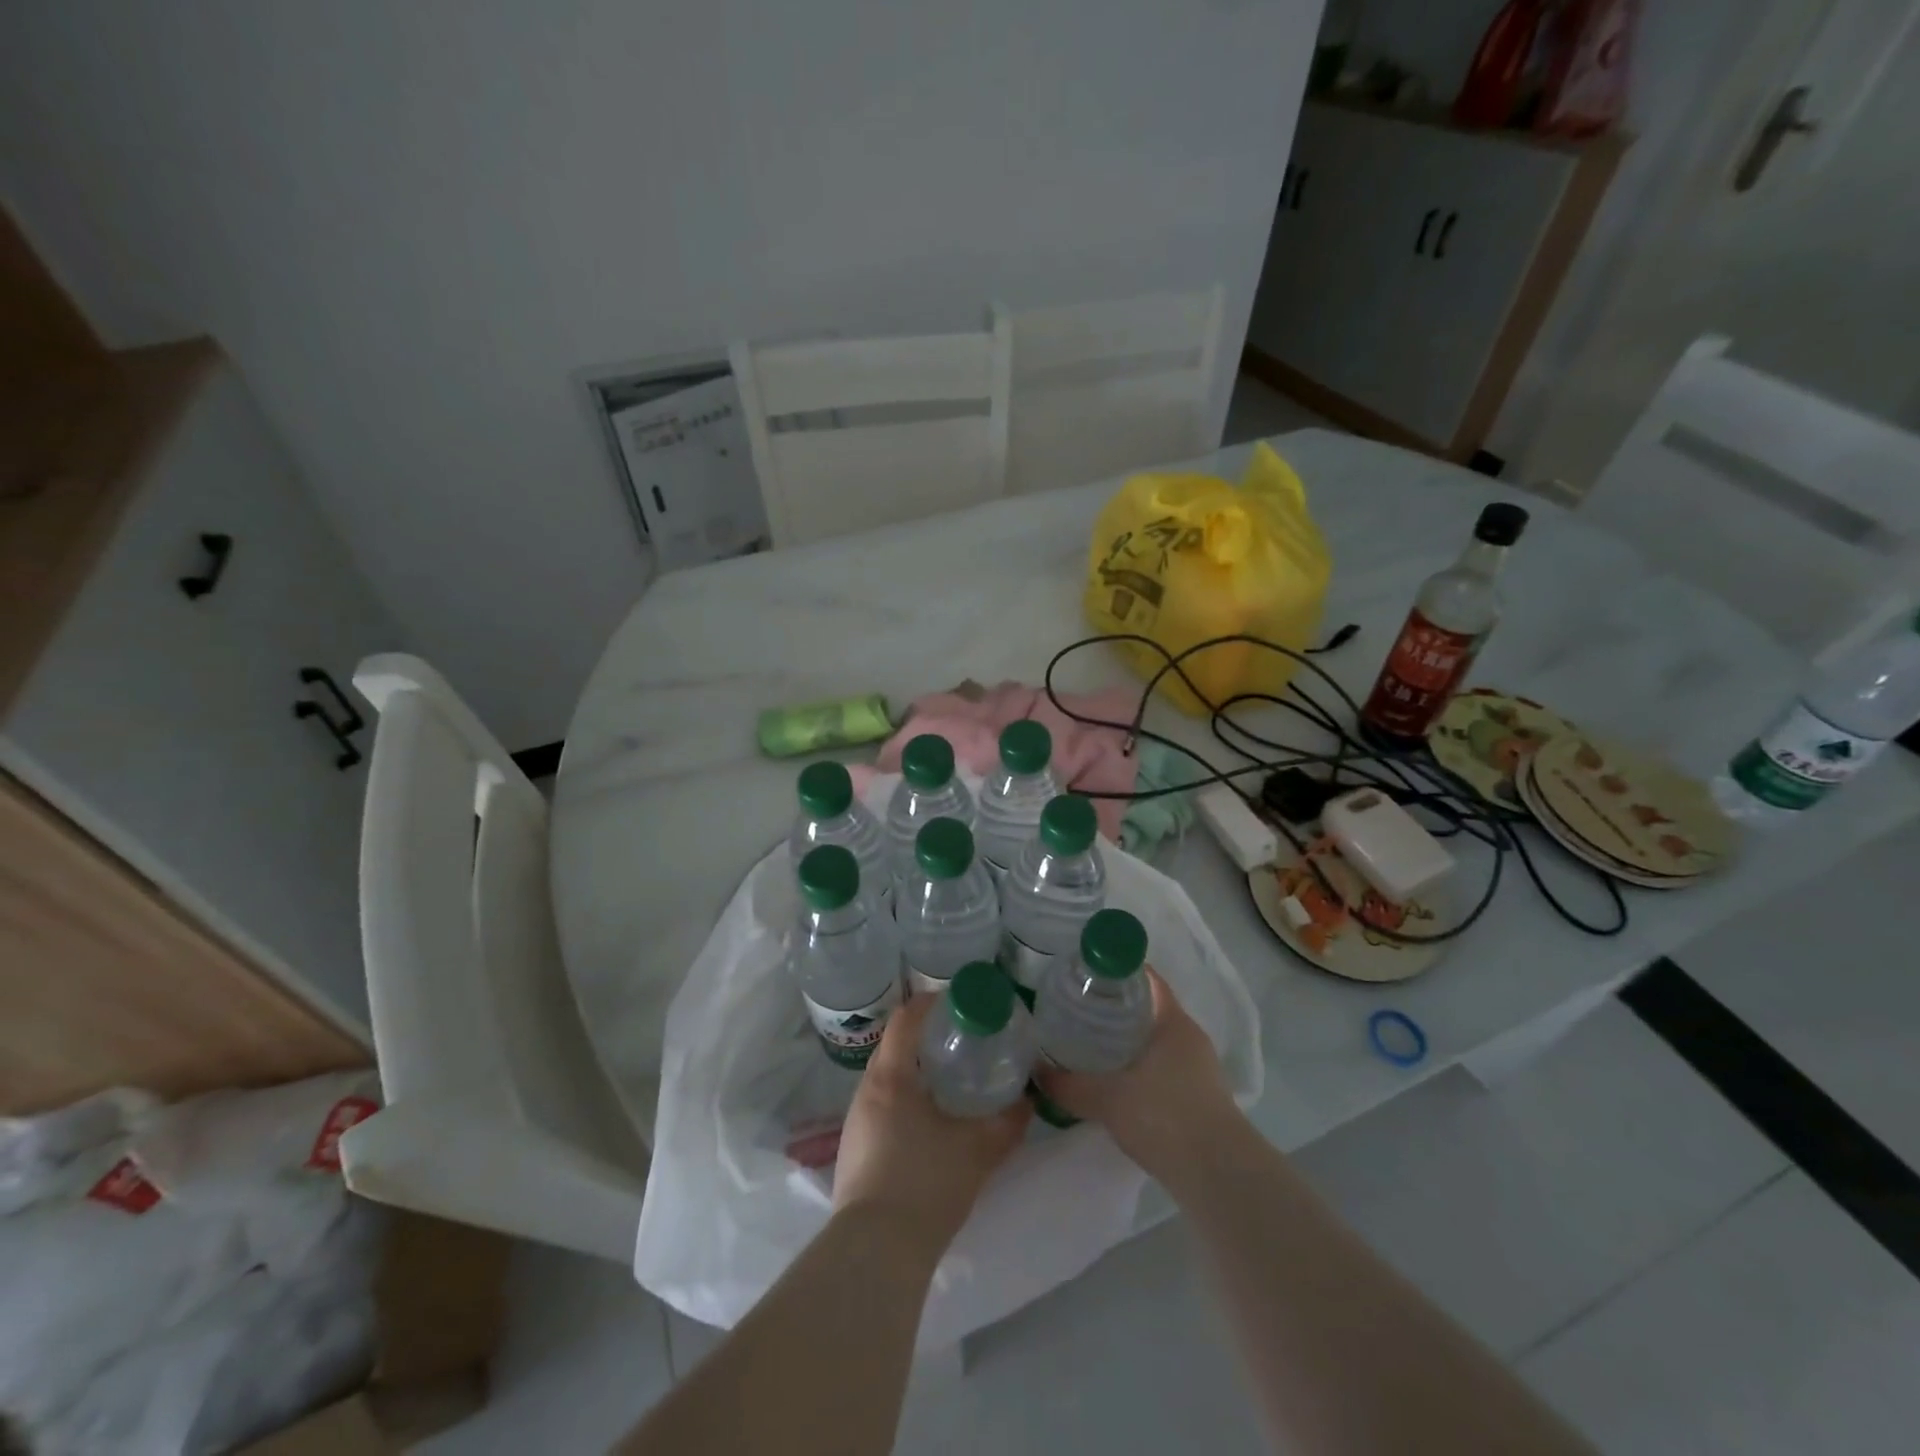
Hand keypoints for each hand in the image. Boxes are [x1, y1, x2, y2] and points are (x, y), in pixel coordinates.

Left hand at [832, 993, 1029, 1253]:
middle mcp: (866, 1091)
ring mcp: (855, 1122)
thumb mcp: (978, 1151)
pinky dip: (904, 1101)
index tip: (958, 1003)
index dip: (930, 1003)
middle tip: (961, 1043)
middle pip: (894, 1047)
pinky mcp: (853, 1151)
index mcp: (890, 1078)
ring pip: (887, 1080)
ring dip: (914, 1073)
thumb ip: (1008, 1123)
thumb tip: (1029, 1100)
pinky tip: (927, 1125)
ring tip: (948, 1082)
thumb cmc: (926, 1185)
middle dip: (925, 1039)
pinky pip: (880, 1108)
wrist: (875, 1253)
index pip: (905, 1019)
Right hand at [1034, 968, 1242, 1183]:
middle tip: (1080, 1007)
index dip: (1119, 970)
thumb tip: (1035, 1072)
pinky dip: (1140, 1067)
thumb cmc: (1164, 1116)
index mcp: (1173, 1022)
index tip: (1088, 972)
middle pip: (1151, 1009)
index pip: (1148, 980)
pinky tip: (1116, 1081)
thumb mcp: (1107, 1098)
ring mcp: (1200, 1069)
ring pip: (1157, 1041)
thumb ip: (1069, 1084)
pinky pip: (1164, 1068)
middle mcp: (1190, 1038)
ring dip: (1129, 1040)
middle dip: (1118, 1007)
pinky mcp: (1201, 1098)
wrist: (1218, 1176)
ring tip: (1092, 1042)